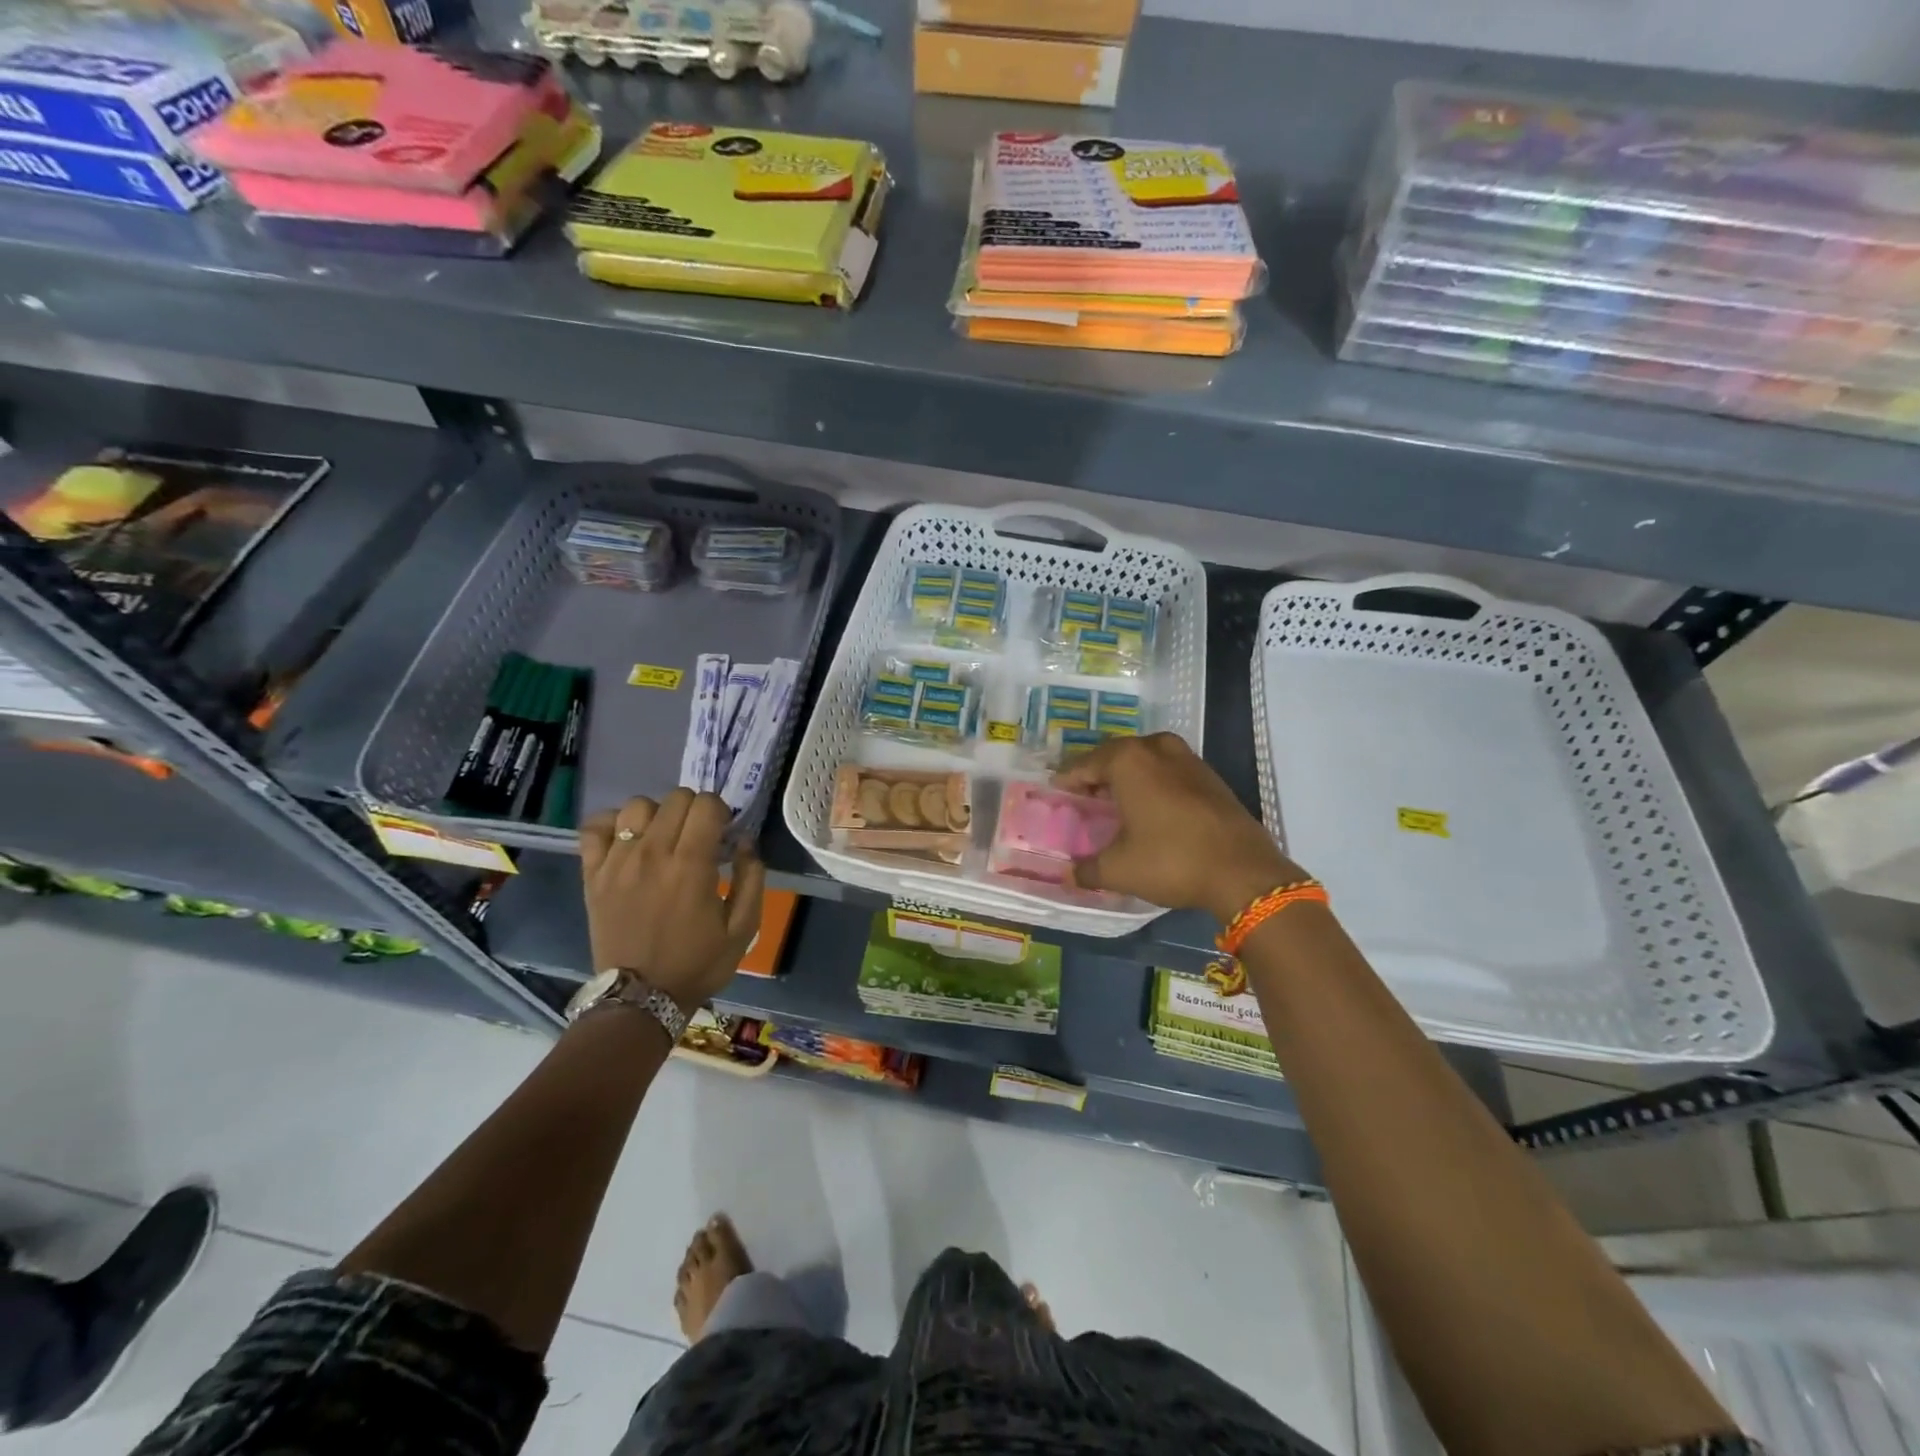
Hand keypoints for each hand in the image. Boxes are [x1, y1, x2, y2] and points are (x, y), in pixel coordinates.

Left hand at [580, 790, 765, 1013]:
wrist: (641, 998)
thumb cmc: (697, 963)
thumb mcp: (743, 928)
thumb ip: (752, 878)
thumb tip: (745, 842)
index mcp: (691, 865)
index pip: (706, 804)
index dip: (721, 812)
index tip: (723, 835)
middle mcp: (652, 853)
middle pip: (676, 798)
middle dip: (695, 810)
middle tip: (697, 838)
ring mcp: (617, 861)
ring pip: (637, 805)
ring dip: (657, 815)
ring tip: (662, 838)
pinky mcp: (592, 873)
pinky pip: (594, 827)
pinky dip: (612, 824)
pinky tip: (627, 840)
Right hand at [1054, 733, 1304, 922]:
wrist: (1243, 872)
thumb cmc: (1171, 861)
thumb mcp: (1119, 869)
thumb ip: (1088, 869)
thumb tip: (1070, 875)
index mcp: (1128, 761)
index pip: (1084, 764)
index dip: (1067, 780)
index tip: (1055, 792)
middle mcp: (1156, 749)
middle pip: (1115, 754)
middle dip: (1096, 773)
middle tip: (1082, 795)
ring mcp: (1188, 759)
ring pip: (1146, 758)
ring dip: (1128, 774)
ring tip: (1115, 798)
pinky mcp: (1210, 777)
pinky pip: (1169, 770)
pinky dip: (1153, 781)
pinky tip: (1150, 806)